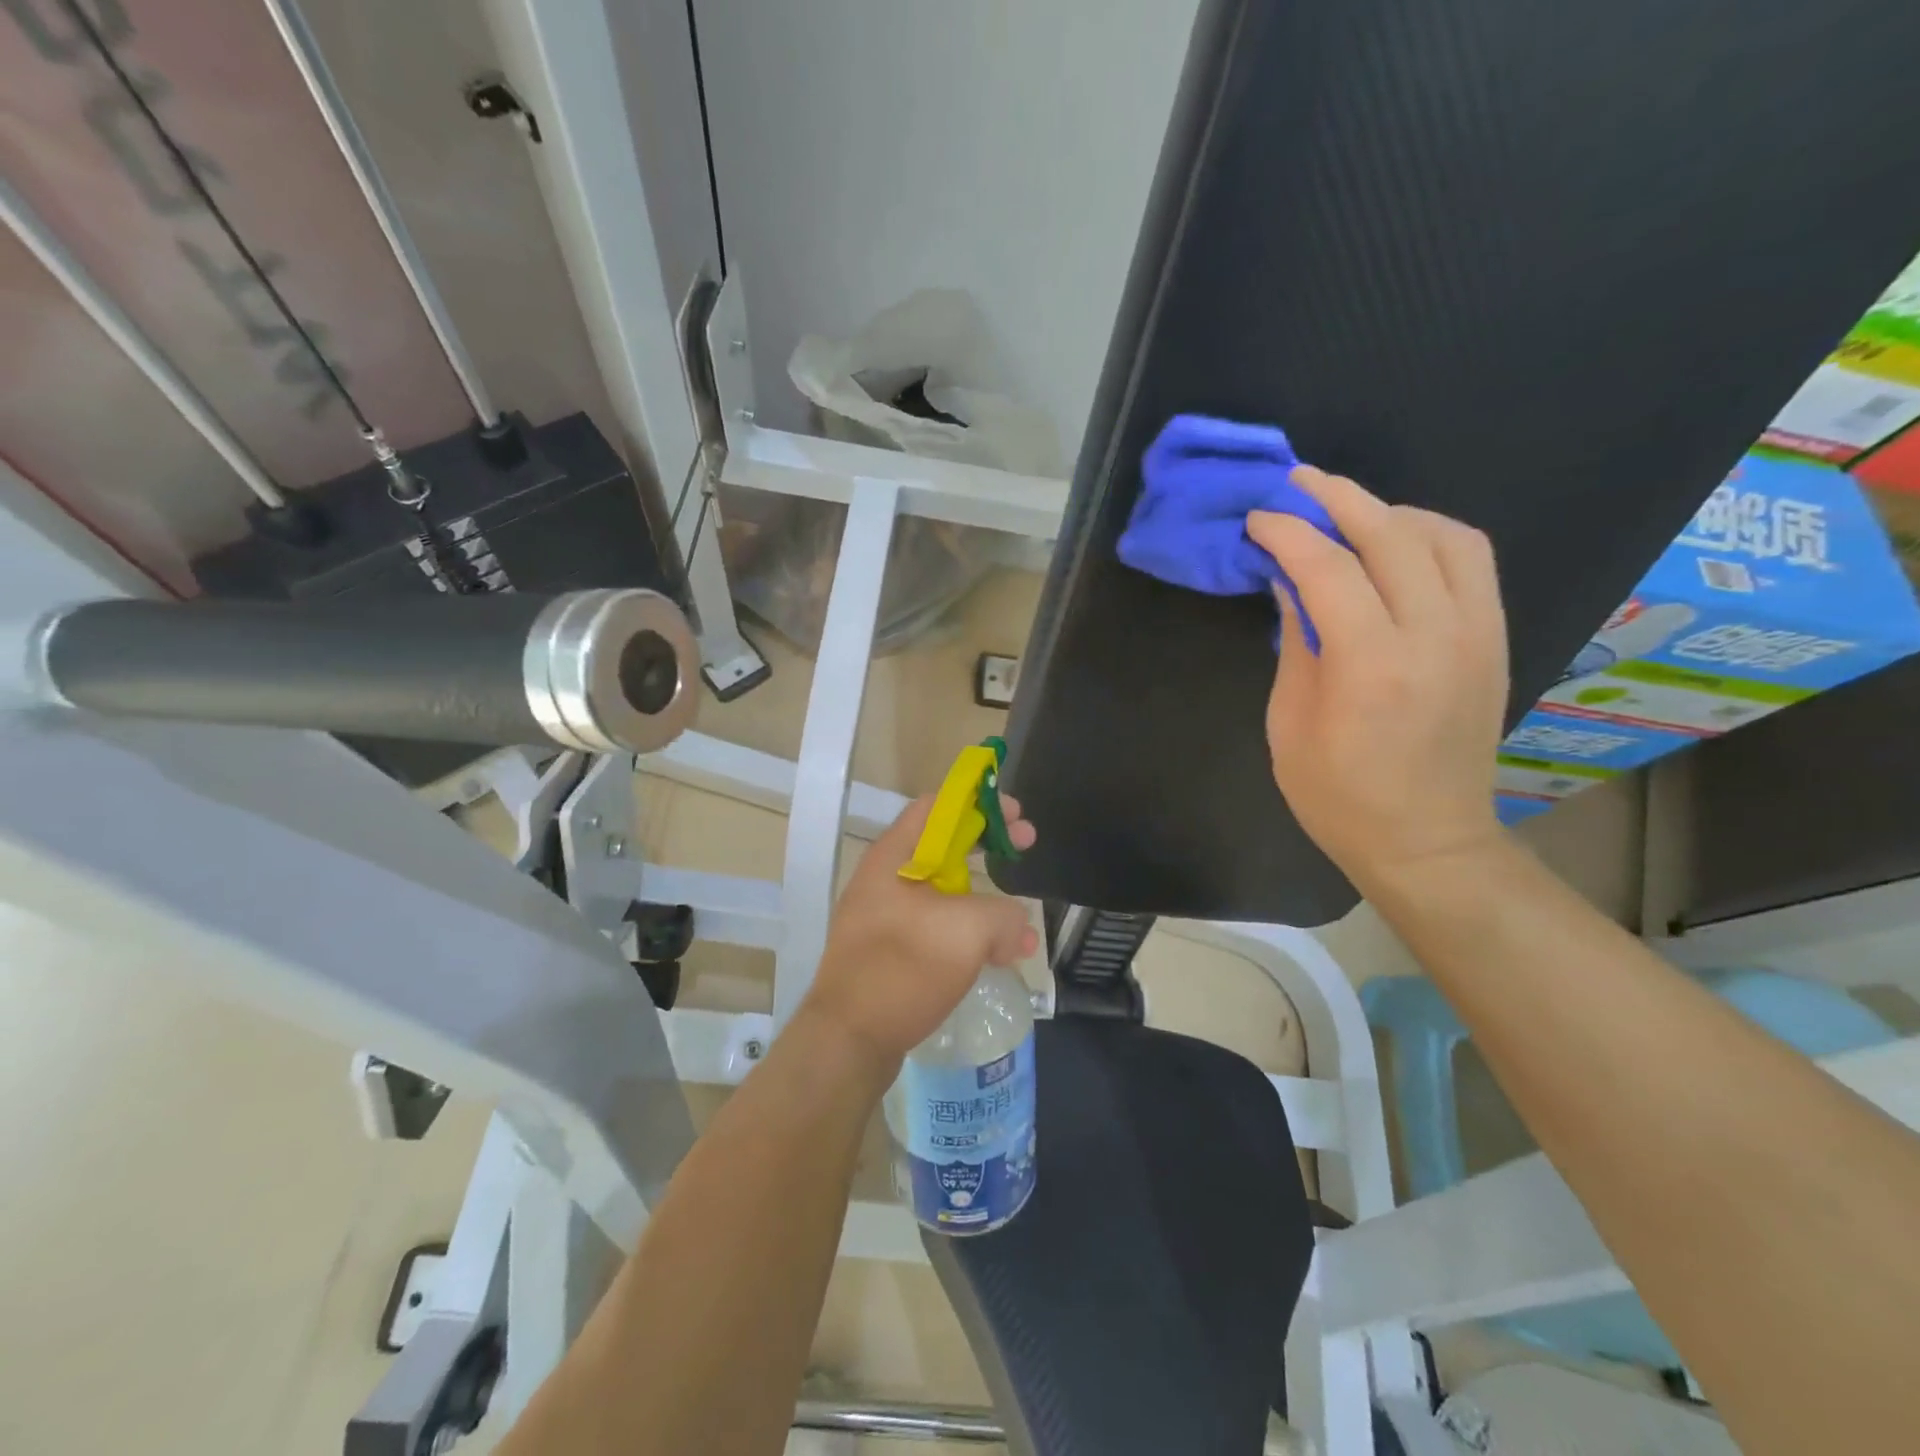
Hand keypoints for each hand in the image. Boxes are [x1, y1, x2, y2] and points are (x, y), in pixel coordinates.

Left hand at [800, 794, 1038, 1066]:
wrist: (847, 1042)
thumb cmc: (902, 969)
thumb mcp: (967, 931)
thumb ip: (1004, 915)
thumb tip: (1017, 927)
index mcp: (893, 857)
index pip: (938, 806)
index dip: (979, 802)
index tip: (1015, 815)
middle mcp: (886, 879)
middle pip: (944, 846)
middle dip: (989, 846)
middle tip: (1025, 848)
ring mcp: (886, 917)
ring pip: (946, 892)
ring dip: (987, 901)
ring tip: (1022, 928)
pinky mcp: (892, 951)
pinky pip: (938, 928)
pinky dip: (971, 933)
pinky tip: (1000, 958)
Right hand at [1246, 466, 1509, 891]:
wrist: (1427, 841)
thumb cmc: (1338, 797)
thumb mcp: (1290, 723)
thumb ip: (1296, 643)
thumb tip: (1290, 582)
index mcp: (1371, 667)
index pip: (1329, 569)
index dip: (1288, 532)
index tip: (1258, 517)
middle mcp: (1435, 637)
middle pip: (1392, 534)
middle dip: (1338, 498)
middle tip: (1297, 484)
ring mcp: (1478, 634)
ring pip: (1445, 535)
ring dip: (1390, 511)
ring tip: (1347, 514)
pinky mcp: (1496, 640)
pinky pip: (1472, 561)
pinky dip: (1430, 535)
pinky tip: (1395, 544)